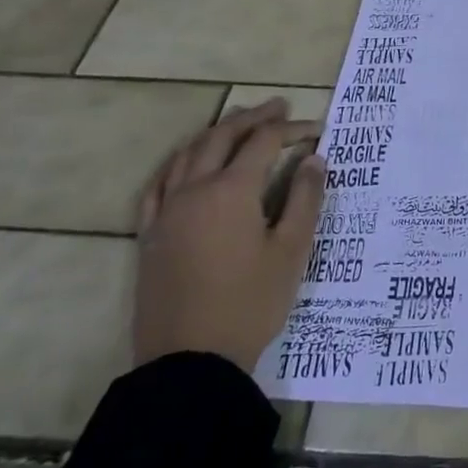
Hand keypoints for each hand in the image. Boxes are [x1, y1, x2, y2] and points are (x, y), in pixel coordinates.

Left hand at [133, 100, 325, 373]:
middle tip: (279, 106)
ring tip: (237, 123)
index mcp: (231, 191)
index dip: (291, 130)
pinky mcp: (150, 235)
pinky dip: (178, 163)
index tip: (317, 130)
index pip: (264, 143)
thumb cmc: (250, 303)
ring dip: (216, 132)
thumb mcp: (292, 251)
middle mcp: (194, 191)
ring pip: (187, 155)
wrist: (190, 360)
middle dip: (253, 118)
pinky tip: (186, 164)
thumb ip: (304, 199)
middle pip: (222, 138)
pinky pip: (159, 185)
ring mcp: (166, 212)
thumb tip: (314, 160)